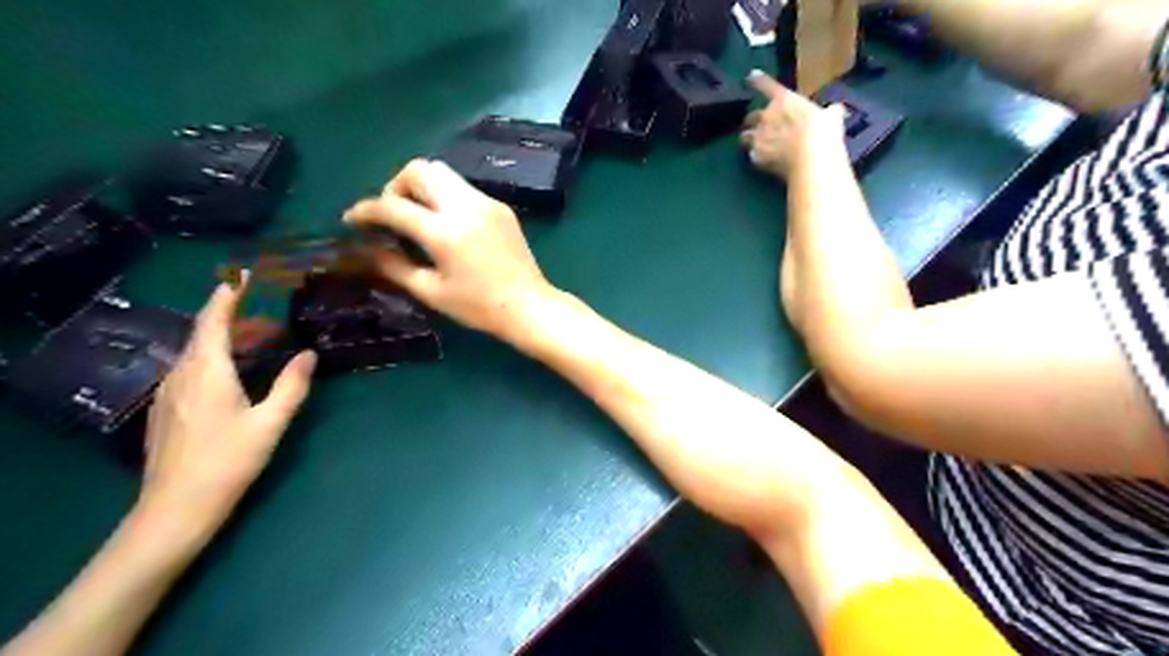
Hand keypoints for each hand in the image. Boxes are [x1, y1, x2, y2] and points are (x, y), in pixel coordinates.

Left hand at [135, 278, 318, 542]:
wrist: (175, 509)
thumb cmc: (228, 462)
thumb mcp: (270, 423)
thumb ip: (291, 385)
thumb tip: (309, 354)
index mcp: (207, 372)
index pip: (213, 322)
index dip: (226, 296)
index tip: (240, 275)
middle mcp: (181, 375)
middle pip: (202, 334)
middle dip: (229, 316)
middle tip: (261, 310)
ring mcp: (167, 393)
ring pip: (194, 353)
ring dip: (221, 339)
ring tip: (252, 339)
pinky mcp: (163, 411)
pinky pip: (188, 371)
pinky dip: (210, 359)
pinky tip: (229, 374)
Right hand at [343, 158, 554, 339]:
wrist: (528, 306)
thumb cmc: (479, 307)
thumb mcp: (431, 292)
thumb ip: (394, 267)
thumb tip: (367, 250)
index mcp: (445, 232)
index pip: (393, 205)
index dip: (366, 210)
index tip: (353, 219)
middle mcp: (465, 207)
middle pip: (419, 169)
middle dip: (395, 186)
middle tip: (392, 214)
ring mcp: (486, 203)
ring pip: (443, 172)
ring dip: (421, 187)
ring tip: (418, 217)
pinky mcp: (500, 207)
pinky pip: (463, 188)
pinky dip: (445, 196)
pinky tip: (447, 224)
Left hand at [744, 69, 846, 178]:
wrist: (811, 160)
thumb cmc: (824, 133)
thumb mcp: (832, 117)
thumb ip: (830, 111)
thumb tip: (835, 110)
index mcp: (784, 100)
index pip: (766, 85)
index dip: (758, 80)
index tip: (751, 76)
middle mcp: (766, 116)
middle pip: (751, 116)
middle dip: (754, 120)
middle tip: (760, 127)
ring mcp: (758, 137)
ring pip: (744, 137)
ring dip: (749, 139)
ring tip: (754, 144)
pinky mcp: (756, 156)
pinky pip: (752, 156)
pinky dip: (757, 158)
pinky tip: (763, 161)